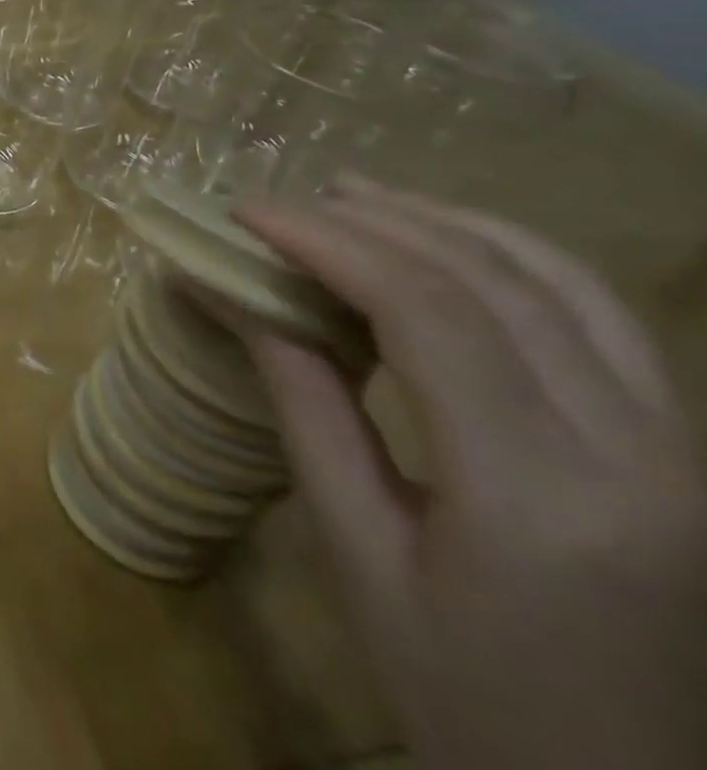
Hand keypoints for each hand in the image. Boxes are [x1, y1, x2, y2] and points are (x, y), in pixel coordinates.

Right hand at [236, 176, 706, 769]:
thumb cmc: (459, 690)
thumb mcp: (356, 548)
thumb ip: (302, 402)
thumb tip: (225, 291)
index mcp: (541, 498)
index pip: (427, 313)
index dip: (326, 242)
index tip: (244, 213)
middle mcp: (645, 460)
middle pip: (494, 283)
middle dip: (370, 222)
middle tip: (279, 203)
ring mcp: (687, 455)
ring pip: (561, 283)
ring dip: (443, 222)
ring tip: (350, 195)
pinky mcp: (690, 454)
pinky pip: (604, 317)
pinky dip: (512, 255)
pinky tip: (447, 240)